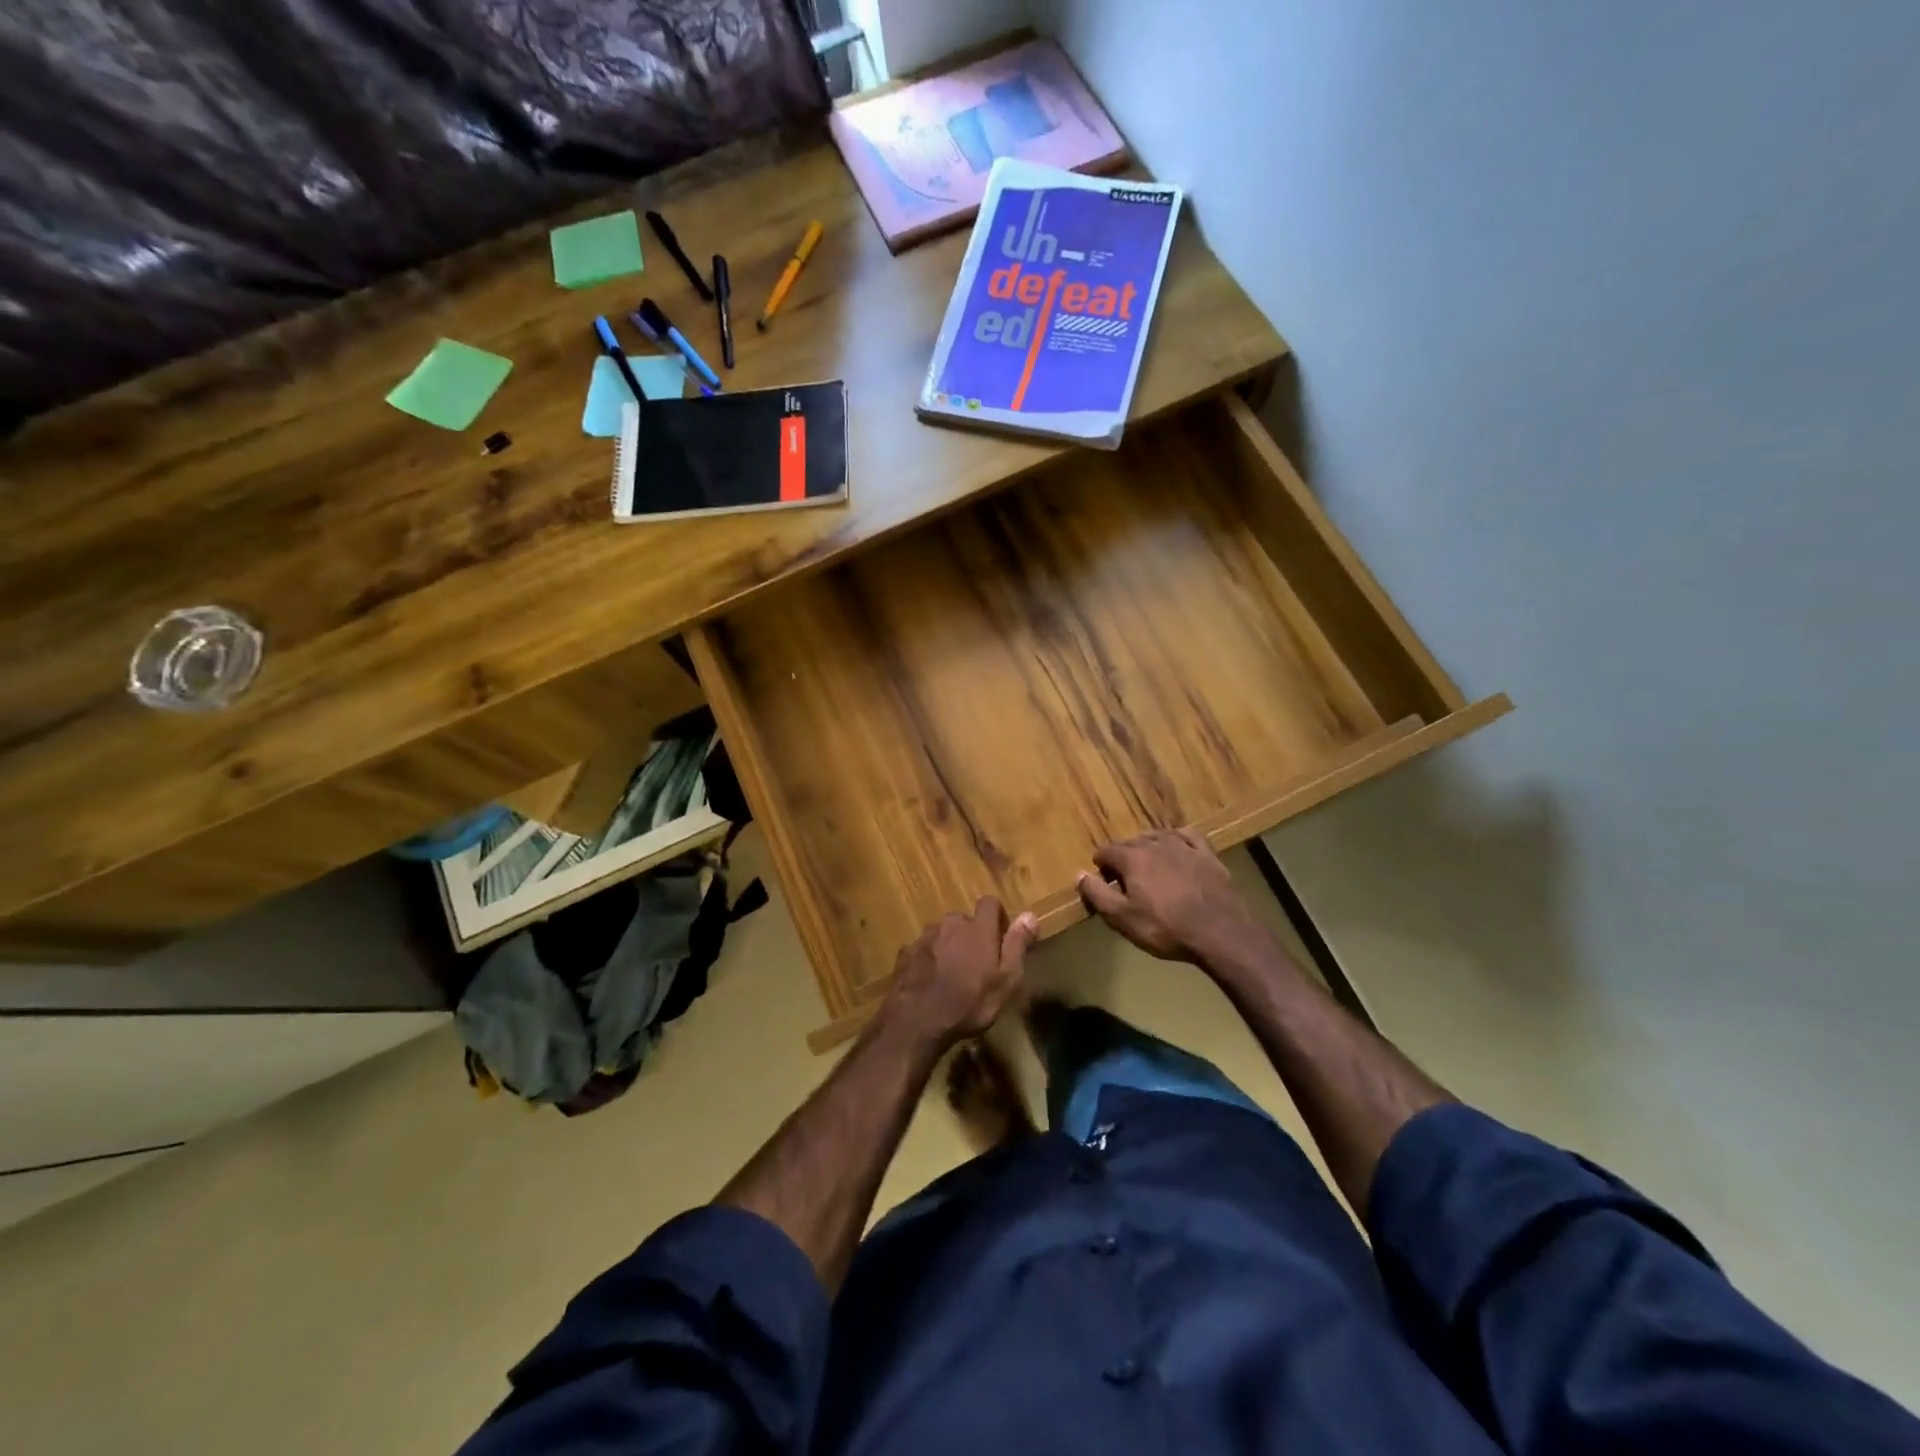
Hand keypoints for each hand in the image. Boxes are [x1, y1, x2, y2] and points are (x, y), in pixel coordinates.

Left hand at [880, 897, 1036, 1052]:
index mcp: (978, 928)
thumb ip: (1017, 945)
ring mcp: (925, 937)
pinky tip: (931, 981)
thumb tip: (1030, 915)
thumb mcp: (1006, 980)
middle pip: (965, 920)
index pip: (990, 903)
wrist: (916, 1021)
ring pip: (942, 934)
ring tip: (952, 975)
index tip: (1002, 939)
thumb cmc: (969, 1003)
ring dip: (950, 946)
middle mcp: (950, 924)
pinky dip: (929, 958)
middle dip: (972, 935)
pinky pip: (924, 949)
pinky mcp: (905, 952)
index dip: (998, 917)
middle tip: (977, 964)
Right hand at [1077, 829, 1267, 966]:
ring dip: (1147, 847)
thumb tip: (1079, 874)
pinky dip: (1177, 838)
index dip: (1101, 866)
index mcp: (1133, 858)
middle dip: (1123, 857)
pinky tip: (1177, 847)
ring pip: (1158, 836)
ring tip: (1147, 865)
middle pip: (1131, 843)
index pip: (1106, 851)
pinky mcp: (1207, 854)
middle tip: (1124, 881)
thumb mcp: (1122, 918)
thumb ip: (1097, 894)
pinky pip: (1188, 836)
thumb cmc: (1166, 928)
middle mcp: (1156, 844)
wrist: (1220, 933)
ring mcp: (1184, 846)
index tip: (1104, 883)